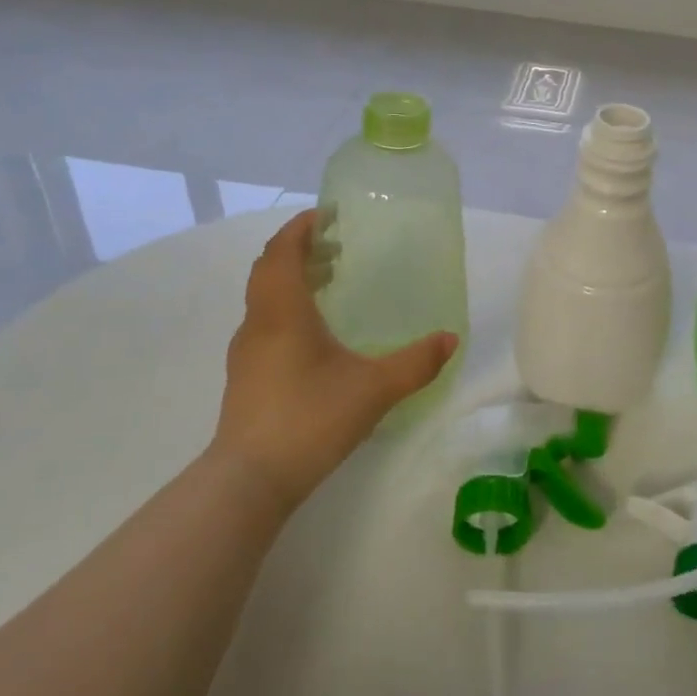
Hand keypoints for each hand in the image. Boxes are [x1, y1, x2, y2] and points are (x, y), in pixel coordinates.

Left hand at [215, 211, 457, 510]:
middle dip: (300, 250)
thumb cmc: (310, 419)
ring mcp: (247, 351)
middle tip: (336, 246)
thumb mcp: (374, 389)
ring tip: (329, 282)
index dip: (301, 228)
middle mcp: (258, 322)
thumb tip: (451, 339)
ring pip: (265, 297)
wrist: (250, 480)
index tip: (327, 215)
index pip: (282, 251)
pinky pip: (265, 321)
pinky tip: (315, 334)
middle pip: (270, 269)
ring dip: (292, 279)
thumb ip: (416, 362)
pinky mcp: (245, 376)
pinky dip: (287, 307)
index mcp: (283, 311)